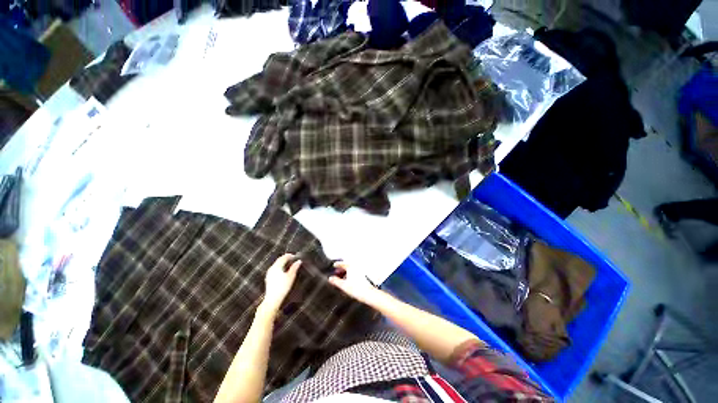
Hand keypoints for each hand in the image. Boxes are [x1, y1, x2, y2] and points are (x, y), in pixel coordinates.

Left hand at [261, 254, 301, 312]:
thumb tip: (299, 261)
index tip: (295, 256)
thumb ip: (295, 267)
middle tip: (293, 259)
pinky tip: (284, 270)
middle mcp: (272, 268)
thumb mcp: (291, 276)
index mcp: (276, 267)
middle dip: (286, 258)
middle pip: (279, 260)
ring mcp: (269, 273)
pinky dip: (280, 267)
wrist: (272, 299)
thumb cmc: (282, 288)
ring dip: (283, 262)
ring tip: (290, 264)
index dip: (290, 255)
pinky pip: (275, 268)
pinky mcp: (268, 278)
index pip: (284, 257)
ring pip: (276, 264)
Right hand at [328, 262, 380, 304]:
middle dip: (342, 268)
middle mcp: (356, 267)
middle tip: (337, 271)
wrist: (368, 294)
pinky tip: (349, 281)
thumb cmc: (356, 289)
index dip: (338, 264)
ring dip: (346, 272)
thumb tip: (330, 278)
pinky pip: (355, 273)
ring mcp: (360, 271)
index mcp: (351, 267)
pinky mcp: (363, 276)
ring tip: (342, 277)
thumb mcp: (343, 285)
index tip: (334, 265)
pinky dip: (351, 275)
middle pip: (347, 266)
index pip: (343, 263)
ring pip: (351, 269)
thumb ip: (336, 281)